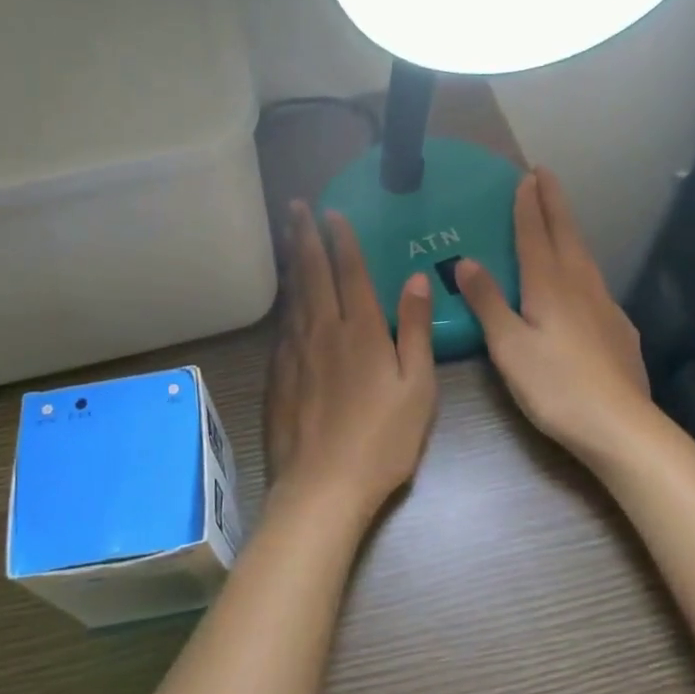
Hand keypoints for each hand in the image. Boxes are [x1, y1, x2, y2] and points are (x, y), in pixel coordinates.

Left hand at [266, 202, 437, 521]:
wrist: (322, 486)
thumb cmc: (382, 440)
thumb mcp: (417, 387)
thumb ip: (415, 330)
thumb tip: (416, 279)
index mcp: (360, 330)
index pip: (349, 271)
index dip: (341, 239)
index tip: (332, 211)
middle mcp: (322, 330)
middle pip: (311, 273)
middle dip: (304, 236)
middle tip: (294, 207)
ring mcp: (294, 352)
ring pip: (292, 295)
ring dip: (291, 261)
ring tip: (287, 236)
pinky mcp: (277, 375)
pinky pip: (281, 325)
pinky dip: (284, 301)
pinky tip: (284, 299)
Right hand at [455, 168, 656, 465]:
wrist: (620, 426)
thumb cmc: (555, 385)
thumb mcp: (508, 346)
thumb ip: (487, 302)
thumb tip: (466, 261)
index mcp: (549, 285)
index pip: (536, 234)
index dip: (528, 205)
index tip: (526, 176)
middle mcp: (580, 285)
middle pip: (566, 234)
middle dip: (554, 202)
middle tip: (545, 175)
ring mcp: (605, 306)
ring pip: (584, 256)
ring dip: (569, 229)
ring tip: (559, 217)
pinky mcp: (618, 328)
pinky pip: (594, 282)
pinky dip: (581, 265)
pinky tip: (580, 282)